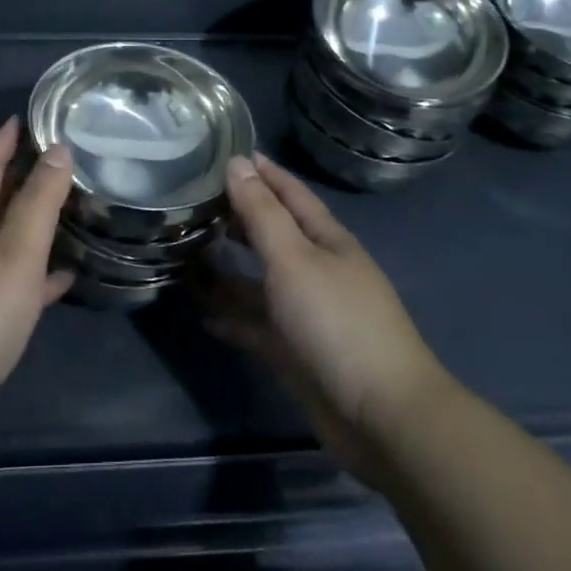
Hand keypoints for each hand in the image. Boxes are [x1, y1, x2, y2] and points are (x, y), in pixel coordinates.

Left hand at [0, 117, 74, 476]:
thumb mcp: (16, 251)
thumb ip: (39, 199)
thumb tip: (57, 149)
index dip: (5, 139)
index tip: (25, 116)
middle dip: (21, 176)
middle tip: (60, 156)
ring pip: (1, 240)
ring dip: (30, 223)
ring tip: (68, 207)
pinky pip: (8, 282)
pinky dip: (33, 274)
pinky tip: (62, 277)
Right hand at [201, 154, 450, 490]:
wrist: (383, 419)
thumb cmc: (337, 322)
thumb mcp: (293, 259)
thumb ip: (261, 212)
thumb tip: (237, 162)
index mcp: (325, 240)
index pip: (290, 193)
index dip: (263, 172)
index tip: (228, 152)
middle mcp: (316, 270)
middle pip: (272, 234)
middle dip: (238, 217)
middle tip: (195, 201)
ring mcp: (306, 313)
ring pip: (260, 281)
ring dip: (228, 269)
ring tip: (187, 253)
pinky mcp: (296, 353)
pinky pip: (257, 326)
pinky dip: (232, 318)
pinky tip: (203, 314)